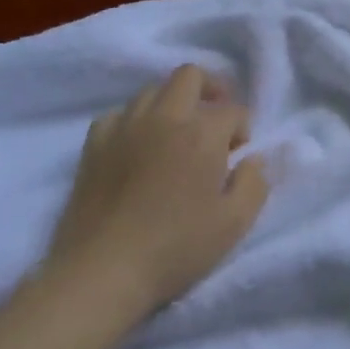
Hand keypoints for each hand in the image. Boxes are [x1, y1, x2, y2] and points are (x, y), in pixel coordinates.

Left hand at [39, 65, 269, 319]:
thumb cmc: (175, 248)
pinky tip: (136, 146)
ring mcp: (125, 127)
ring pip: (153, 90)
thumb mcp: (234, 224)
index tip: (238, 155)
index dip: (242, 128)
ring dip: (172, 104)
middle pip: (190, 76)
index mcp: (202, 133)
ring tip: (176, 135)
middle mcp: (165, 117)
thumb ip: (255, 183)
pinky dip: (133, 122)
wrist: (101, 273)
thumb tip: (253, 159)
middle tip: (214, 122)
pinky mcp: (94, 145)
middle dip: (210, 90)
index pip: (233, 110)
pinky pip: (118, 114)